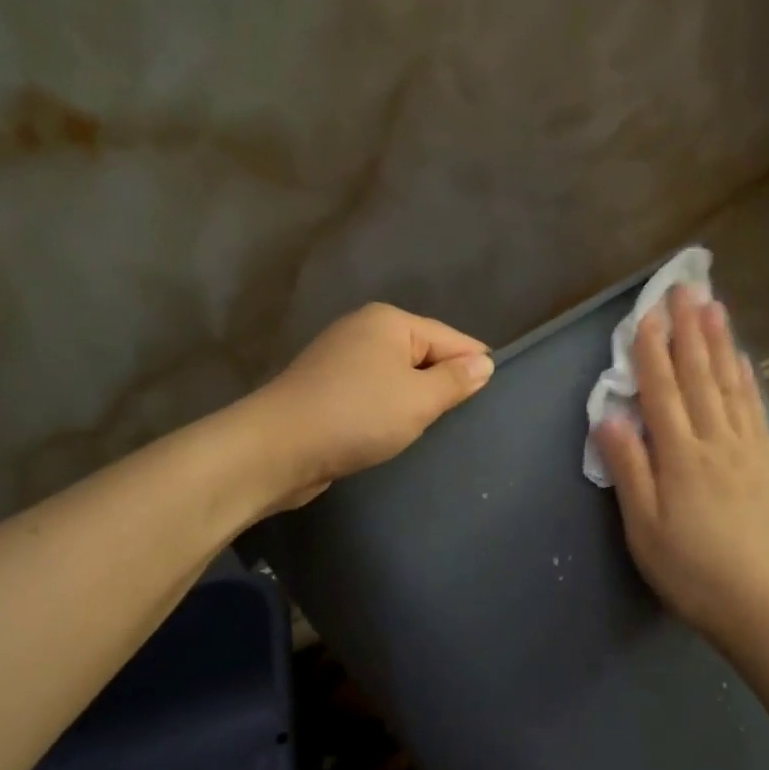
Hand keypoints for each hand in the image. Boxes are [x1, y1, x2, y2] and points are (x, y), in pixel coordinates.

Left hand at [252, 303, 493, 506]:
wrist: (277, 448)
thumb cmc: (357, 416)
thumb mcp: (419, 399)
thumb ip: (456, 380)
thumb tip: (484, 363)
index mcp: (389, 321)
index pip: (450, 338)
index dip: (473, 367)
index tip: (491, 399)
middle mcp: (363, 330)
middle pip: (422, 354)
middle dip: (441, 384)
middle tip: (460, 421)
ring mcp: (339, 358)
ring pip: (397, 376)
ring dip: (413, 400)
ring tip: (429, 430)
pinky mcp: (325, 388)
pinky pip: (372, 393)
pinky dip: (386, 410)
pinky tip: (393, 432)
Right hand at [594, 286, 768, 652]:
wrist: (763, 607)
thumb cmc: (691, 572)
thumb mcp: (643, 529)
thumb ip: (628, 470)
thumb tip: (608, 417)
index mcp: (680, 457)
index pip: (662, 392)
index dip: (652, 351)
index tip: (647, 313)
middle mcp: (716, 442)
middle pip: (700, 376)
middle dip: (688, 330)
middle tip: (685, 288)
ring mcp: (747, 450)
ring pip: (730, 385)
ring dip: (721, 343)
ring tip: (715, 307)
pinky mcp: (768, 464)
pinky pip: (755, 409)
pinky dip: (747, 379)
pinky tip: (744, 362)